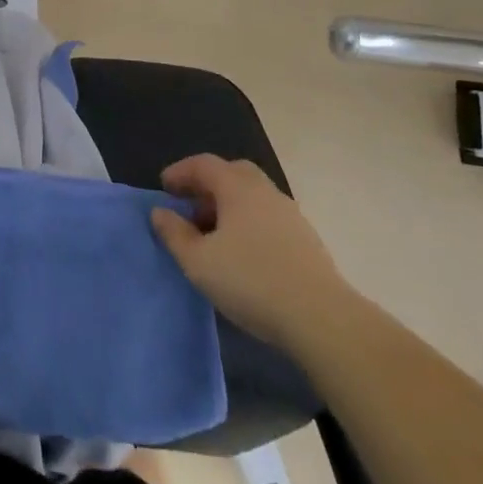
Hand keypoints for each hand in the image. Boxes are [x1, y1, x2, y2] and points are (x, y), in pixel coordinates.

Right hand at [150, 155, 351, 344]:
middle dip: (208, 184)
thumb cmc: (251, 281)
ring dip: (229, 205)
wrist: (322, 319)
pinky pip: (268, 217)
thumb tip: (160, 212)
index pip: (203, 164)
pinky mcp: (307, 240)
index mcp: (237, 187)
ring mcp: (290, 214)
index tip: (164, 187)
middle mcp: (265, 191)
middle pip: (232, 173)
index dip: (180, 172)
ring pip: (253, 196)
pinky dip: (249, 222)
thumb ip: (174, 234)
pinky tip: (244, 252)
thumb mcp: (198, 262)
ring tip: (215, 235)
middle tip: (191, 206)